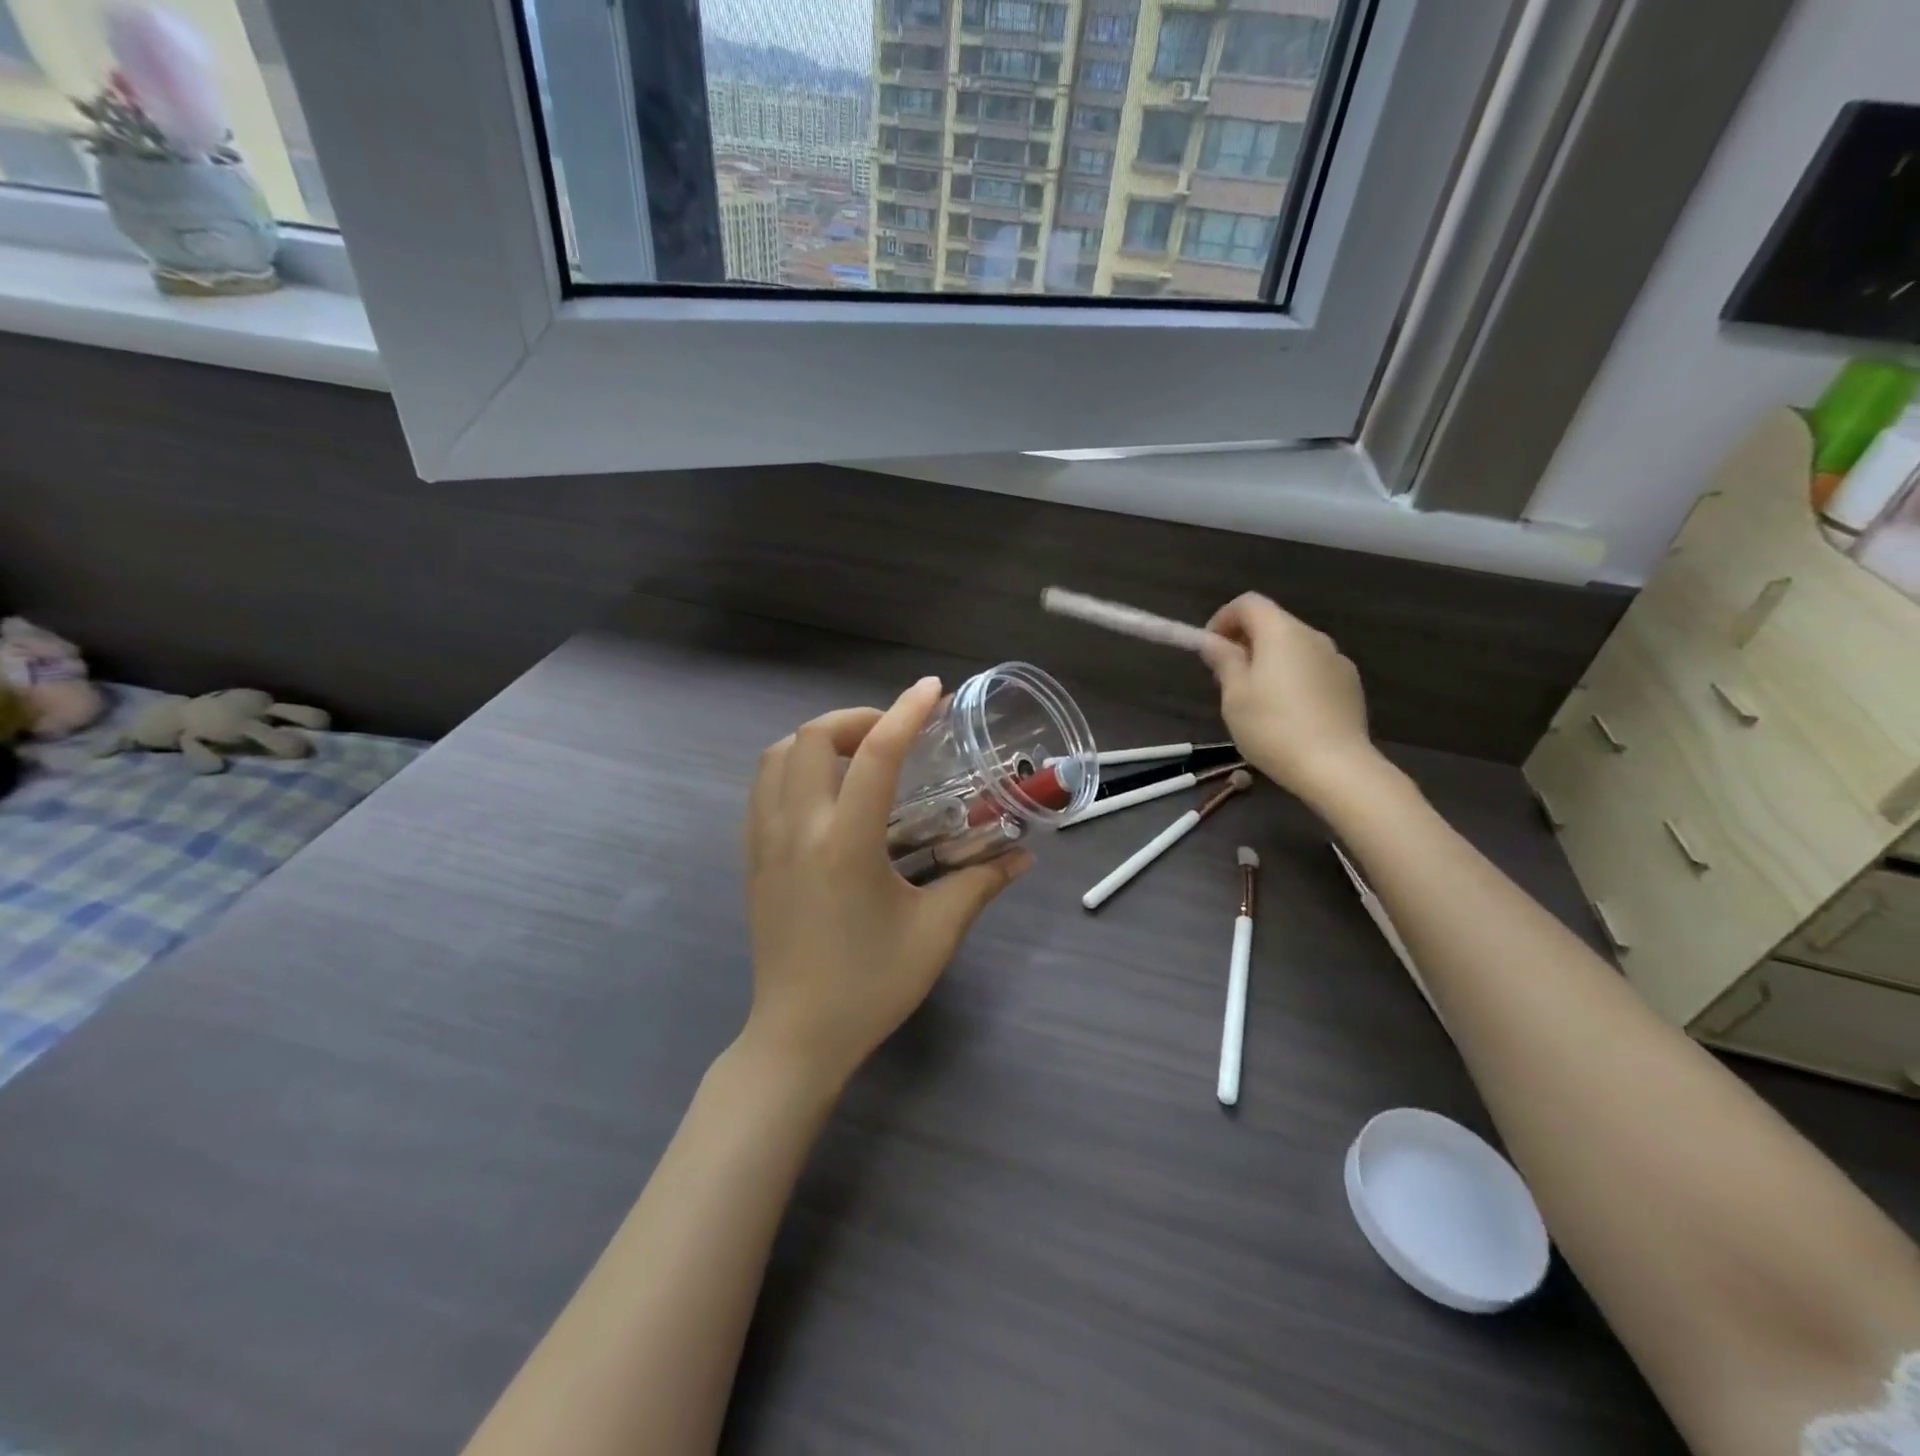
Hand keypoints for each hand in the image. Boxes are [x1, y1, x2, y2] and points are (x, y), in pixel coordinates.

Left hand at [741, 676, 1032, 1089]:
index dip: (905, 712)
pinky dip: (792, 766)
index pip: (874, 755)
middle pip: (811, 738)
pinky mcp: (752, 859)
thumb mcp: (936, 933)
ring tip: (856, 756)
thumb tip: (1023, 856)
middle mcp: (797, 830)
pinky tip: (824, 792)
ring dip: (817, 739)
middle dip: (855, 719)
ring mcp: (765, 843)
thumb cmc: (871, 985)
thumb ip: (980, 883)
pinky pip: (762, 788)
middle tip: (893, 735)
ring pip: (776, 757)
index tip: (930, 690)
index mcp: (846, 844)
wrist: (798, 1036)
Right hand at [1200, 593, 1382, 803]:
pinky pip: (1313, 669)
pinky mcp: (1350, 684)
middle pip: (1273, 623)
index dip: (1223, 618)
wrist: (1335, 766)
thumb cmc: (1273, 727)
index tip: (1210, 648)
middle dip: (1246, 641)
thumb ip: (1224, 661)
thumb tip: (1214, 641)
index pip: (1248, 603)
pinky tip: (1288, 712)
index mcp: (1281, 633)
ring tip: (1257, 698)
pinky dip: (1294, 677)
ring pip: (1295, 648)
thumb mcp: (1234, 695)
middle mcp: (1313, 636)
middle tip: (1227, 676)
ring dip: (1271, 660)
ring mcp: (1337, 660)